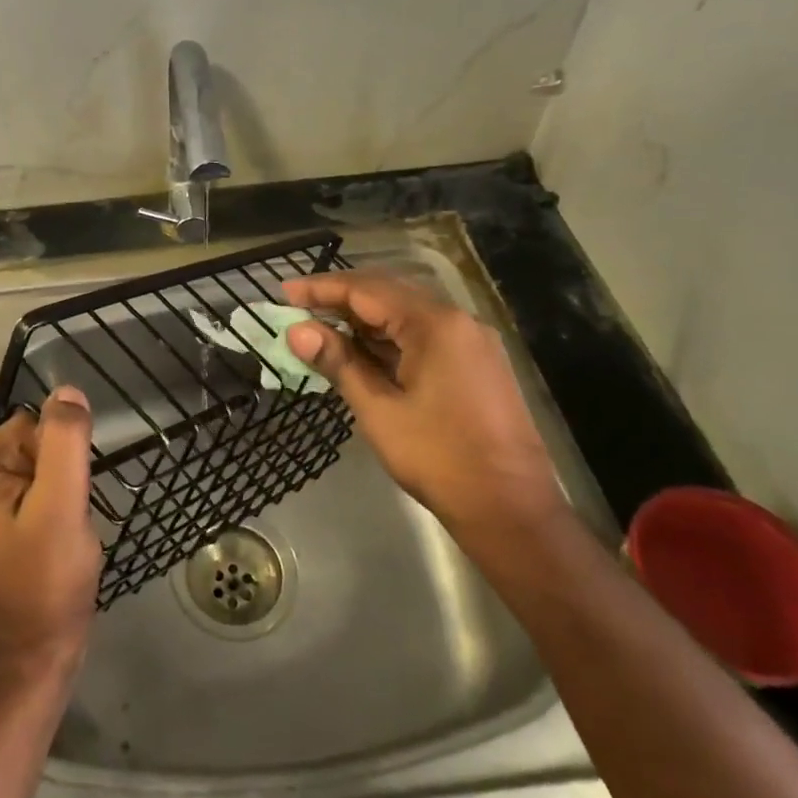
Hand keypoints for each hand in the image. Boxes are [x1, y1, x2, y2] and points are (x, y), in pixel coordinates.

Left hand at [0, 388, 101, 687]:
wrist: (36, 654)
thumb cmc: (43, 582)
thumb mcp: (59, 506)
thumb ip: (64, 442)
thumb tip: (68, 390)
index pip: (39, 424)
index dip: (61, 459)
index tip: (62, 500)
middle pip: (45, 440)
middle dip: (66, 475)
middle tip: (63, 521)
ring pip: (55, 462)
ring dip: (69, 493)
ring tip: (63, 533)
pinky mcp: (15, 510)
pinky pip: (53, 484)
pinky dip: (67, 506)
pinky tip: (62, 539)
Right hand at [283, 271, 565, 546]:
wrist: (511, 509)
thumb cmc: (439, 459)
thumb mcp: (379, 410)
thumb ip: (338, 363)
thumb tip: (296, 332)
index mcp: (434, 324)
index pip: (366, 290)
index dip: (322, 288)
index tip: (285, 292)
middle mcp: (457, 320)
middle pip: (389, 293)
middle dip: (341, 298)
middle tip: (299, 307)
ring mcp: (471, 341)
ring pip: (407, 313)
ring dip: (364, 319)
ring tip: (323, 329)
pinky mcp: (476, 362)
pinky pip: (424, 334)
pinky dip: (389, 337)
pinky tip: (363, 351)